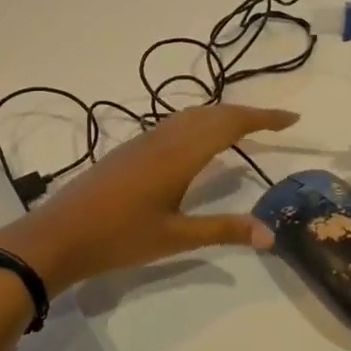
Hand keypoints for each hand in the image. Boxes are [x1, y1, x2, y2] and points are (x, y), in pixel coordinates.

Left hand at [0, 103, 299, 290]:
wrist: (59, 234)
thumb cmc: (119, 237)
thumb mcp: (176, 238)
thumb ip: (224, 230)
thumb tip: (272, 234)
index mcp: (180, 154)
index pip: (230, 124)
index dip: (262, 118)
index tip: (292, 119)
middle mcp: (164, 137)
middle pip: (212, 113)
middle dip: (246, 114)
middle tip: (274, 124)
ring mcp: (144, 140)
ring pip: (191, 115)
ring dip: (221, 115)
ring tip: (244, 128)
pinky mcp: (130, 148)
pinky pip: (174, 124)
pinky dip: (199, 123)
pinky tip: (199, 143)